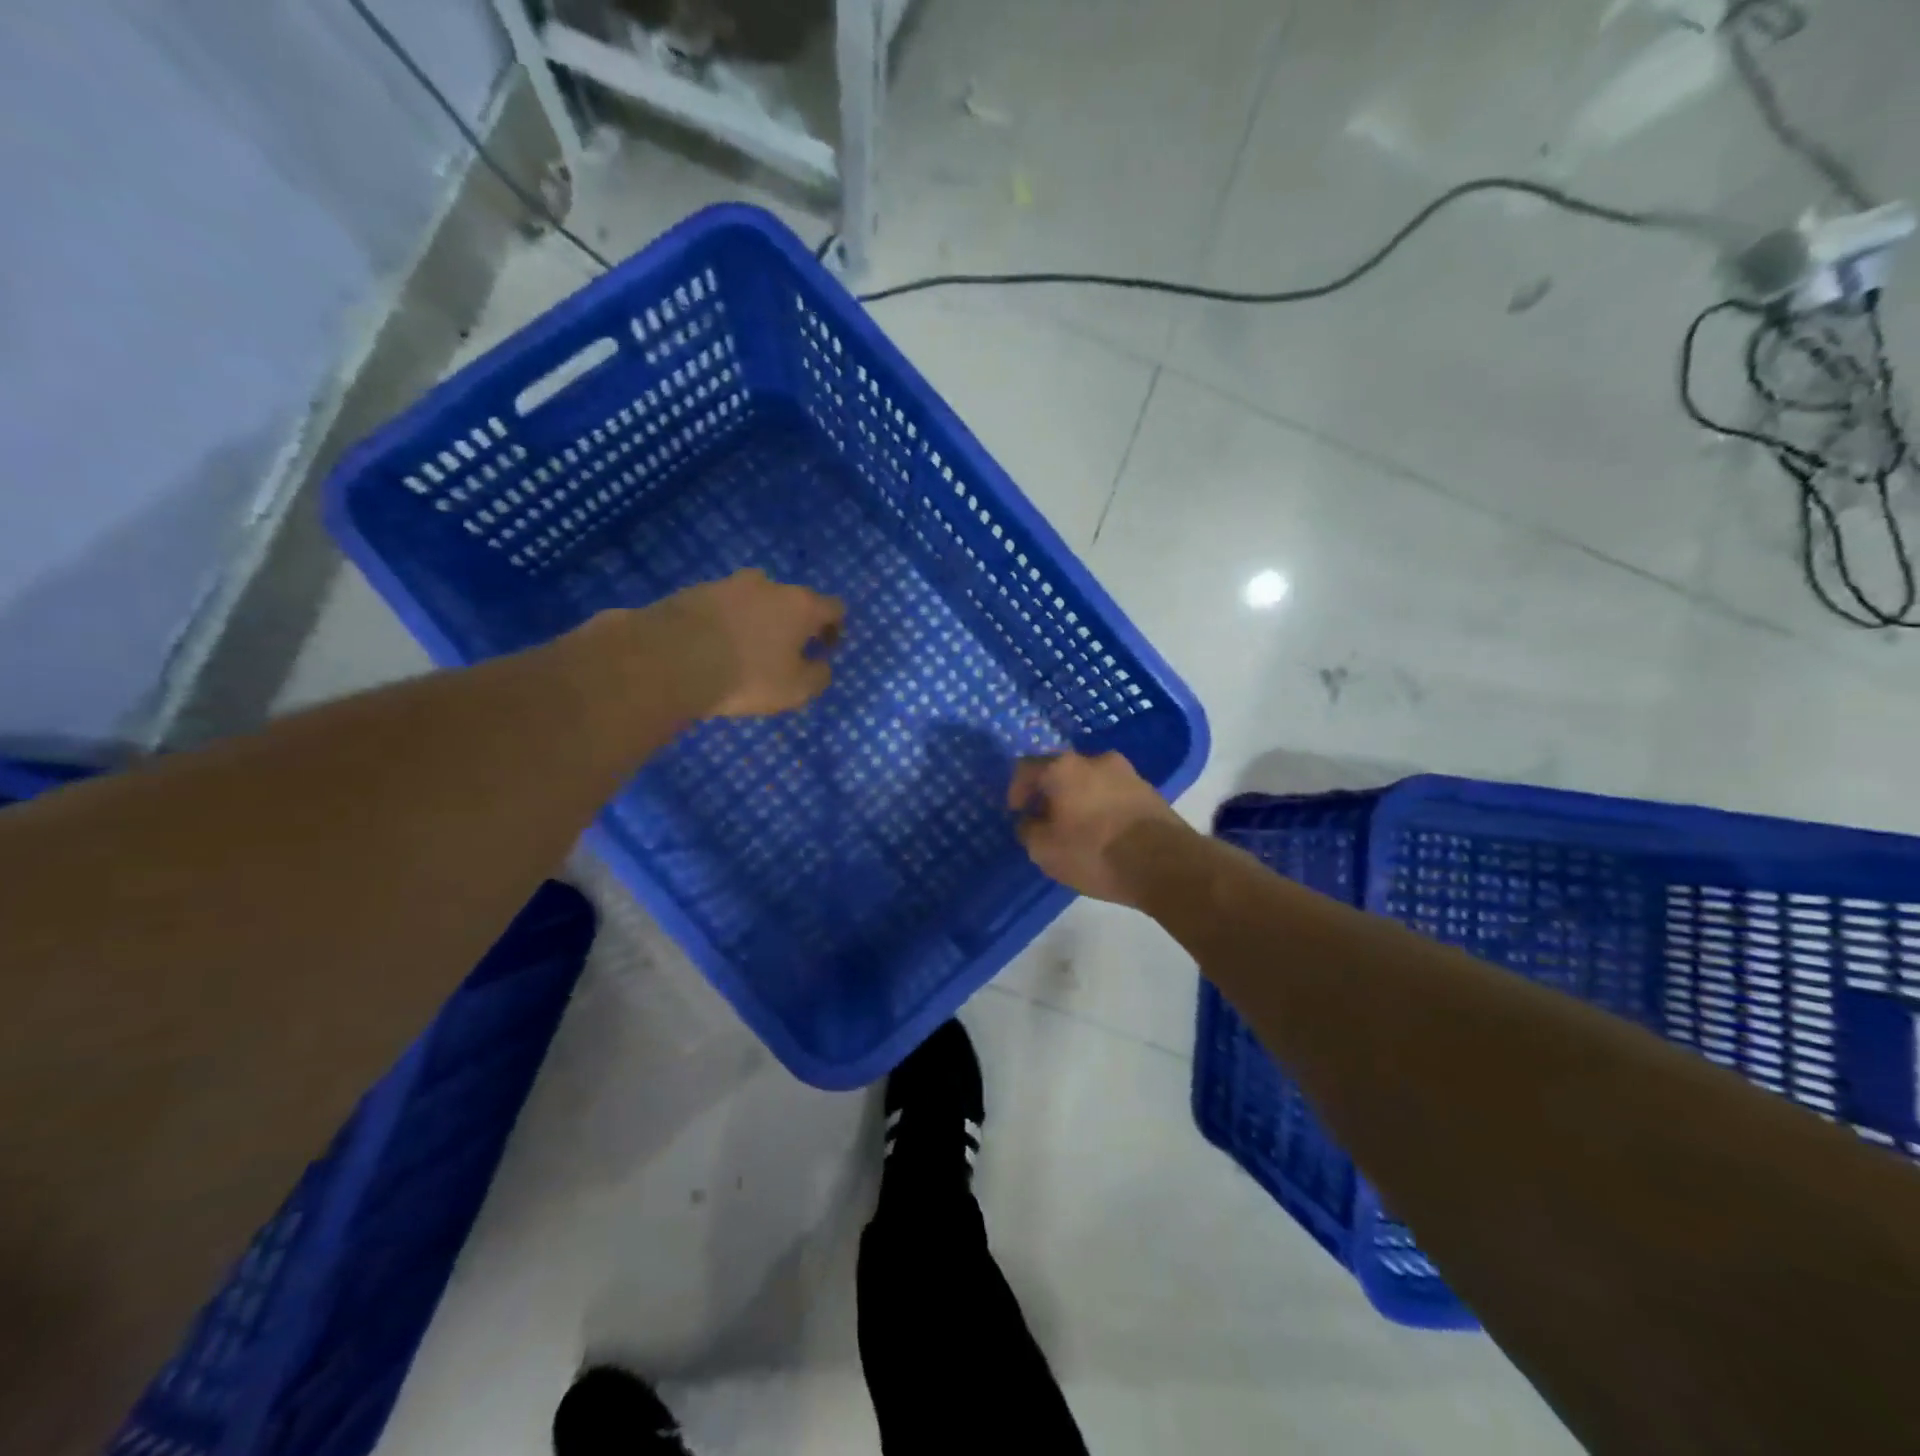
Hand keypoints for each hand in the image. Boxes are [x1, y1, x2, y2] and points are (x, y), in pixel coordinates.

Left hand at [663, 569, 845, 716]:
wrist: (670, 660)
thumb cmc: (747, 676)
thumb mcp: (795, 690)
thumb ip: (818, 676)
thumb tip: (822, 666)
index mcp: (800, 605)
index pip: (833, 607)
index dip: (835, 628)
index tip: (824, 650)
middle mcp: (768, 586)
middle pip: (792, 599)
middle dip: (793, 623)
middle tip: (784, 652)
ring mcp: (728, 584)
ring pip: (754, 599)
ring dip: (757, 619)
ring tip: (745, 649)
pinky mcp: (694, 592)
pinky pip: (722, 607)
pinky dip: (725, 623)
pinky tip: (714, 647)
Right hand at [1008, 750, 1188, 904]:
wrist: (1165, 863)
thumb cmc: (1094, 852)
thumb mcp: (1045, 850)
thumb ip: (1028, 830)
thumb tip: (1030, 821)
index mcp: (1063, 767)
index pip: (1026, 767)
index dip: (1016, 790)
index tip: (1018, 813)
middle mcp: (1095, 759)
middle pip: (1061, 771)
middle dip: (1050, 794)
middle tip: (1046, 821)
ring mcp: (1127, 772)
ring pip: (1090, 781)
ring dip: (1079, 800)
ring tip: (1077, 830)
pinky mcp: (1149, 790)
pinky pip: (1113, 793)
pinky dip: (1102, 807)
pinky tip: (1104, 833)